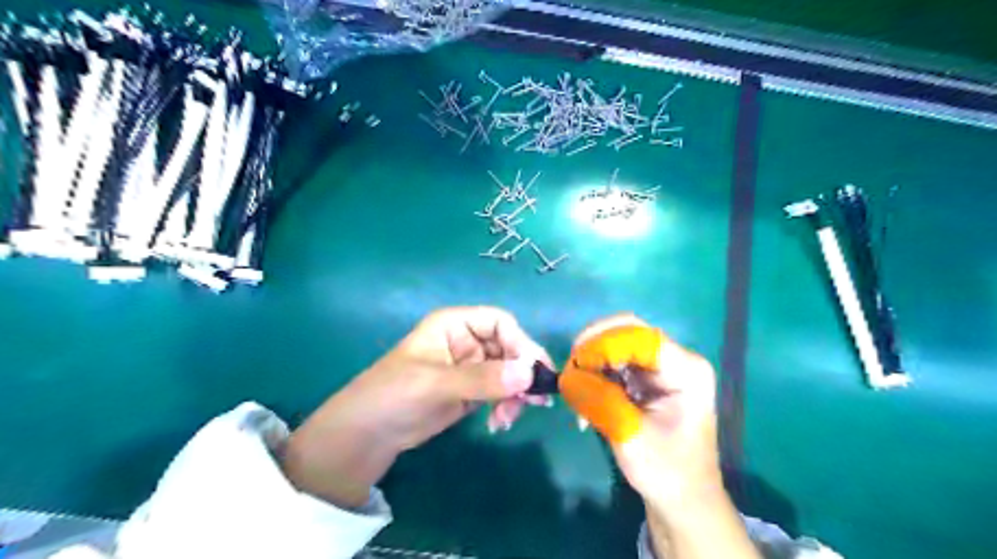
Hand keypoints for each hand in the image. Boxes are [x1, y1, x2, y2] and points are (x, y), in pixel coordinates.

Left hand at [278, 305, 553, 510]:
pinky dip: (508, 405)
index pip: (500, 323)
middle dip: (522, 373)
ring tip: (508, 418)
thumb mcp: (435, 383)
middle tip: (535, 401)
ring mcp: (472, 368)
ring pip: (510, 372)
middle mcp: (467, 341)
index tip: (531, 372)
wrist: (368, 434)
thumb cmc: (393, 394)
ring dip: (517, 393)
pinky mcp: (473, 391)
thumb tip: (528, 374)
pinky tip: (500, 423)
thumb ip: (481, 379)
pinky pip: (502, 392)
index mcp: (455, 324)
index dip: (519, 343)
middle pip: (510, 348)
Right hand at [560, 312, 717, 508]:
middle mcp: (676, 358)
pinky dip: (596, 372)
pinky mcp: (649, 376)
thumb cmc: (667, 472)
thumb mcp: (630, 437)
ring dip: (592, 361)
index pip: (639, 337)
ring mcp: (662, 366)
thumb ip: (599, 401)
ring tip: (576, 387)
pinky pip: (615, 360)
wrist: (684, 498)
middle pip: (626, 331)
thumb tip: (566, 376)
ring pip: (617, 343)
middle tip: (570, 371)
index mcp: (686, 370)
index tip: (575, 365)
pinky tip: (586, 394)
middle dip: (593, 347)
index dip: (603, 344)